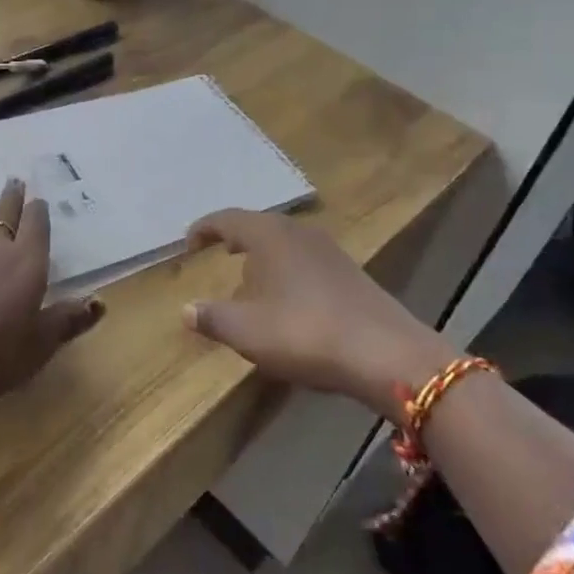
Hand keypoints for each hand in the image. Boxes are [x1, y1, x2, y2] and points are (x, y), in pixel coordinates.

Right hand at [181, 209, 449, 406]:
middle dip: (235, 237)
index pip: (227, 219)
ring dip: (262, 254)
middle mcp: (298, 232)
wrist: (387, 354)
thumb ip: (212, 317)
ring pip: (284, 241)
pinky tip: (287, 296)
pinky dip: (285, 268)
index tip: (189, 243)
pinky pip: (304, 258)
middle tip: (218, 252)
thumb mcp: (247, 331)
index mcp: (268, 235)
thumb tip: (186, 309)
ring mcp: (328, 250)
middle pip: (258, 225)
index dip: (204, 229)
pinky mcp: (350, 271)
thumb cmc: (305, 332)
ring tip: (249, 275)